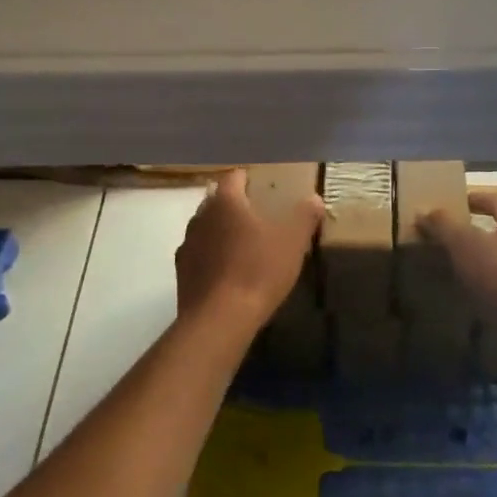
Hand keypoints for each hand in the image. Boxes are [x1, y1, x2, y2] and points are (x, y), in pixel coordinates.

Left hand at [175, 170, 324, 332]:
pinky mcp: (182, 274)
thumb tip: (314, 199)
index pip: (233, 177)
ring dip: (221, 232)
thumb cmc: (258, 270)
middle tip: (257, 216)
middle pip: (216, 201)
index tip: (261, 186)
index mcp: (225, 202)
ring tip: (243, 246)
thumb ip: (305, 216)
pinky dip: (212, 258)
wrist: (219, 320)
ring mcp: (187, 246)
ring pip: (205, 229)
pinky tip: (228, 273)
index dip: (247, 178)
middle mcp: (200, 217)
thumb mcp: (293, 241)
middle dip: (234, 205)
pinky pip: (199, 256)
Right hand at [417, 190, 496, 325]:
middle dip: (477, 232)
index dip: (472, 199)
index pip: (494, 199)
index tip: (452, 205)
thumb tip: (425, 211)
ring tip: (459, 272)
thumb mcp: (465, 244)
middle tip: (450, 240)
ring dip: (486, 261)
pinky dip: (495, 286)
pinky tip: (479, 299)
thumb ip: (444, 225)